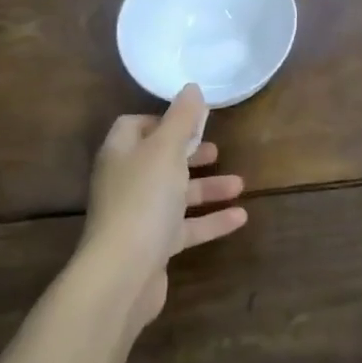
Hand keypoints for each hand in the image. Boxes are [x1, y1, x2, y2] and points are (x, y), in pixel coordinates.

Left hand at [82, 84, 247, 328]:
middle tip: (216, 150)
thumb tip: (191, 88)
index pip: (134, 126)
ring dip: (207, 188)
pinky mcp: (153, 247)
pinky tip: (240, 217)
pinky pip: (185, 228)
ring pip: (176, 195)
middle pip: (158, 161)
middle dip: (189, 154)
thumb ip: (182, 118)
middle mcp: (125, 182)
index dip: (162, 120)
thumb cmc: (143, 199)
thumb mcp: (166, 150)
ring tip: (240, 183)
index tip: (191, 120)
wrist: (122, 274)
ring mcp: (138, 217)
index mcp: (121, 154)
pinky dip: (211, 220)